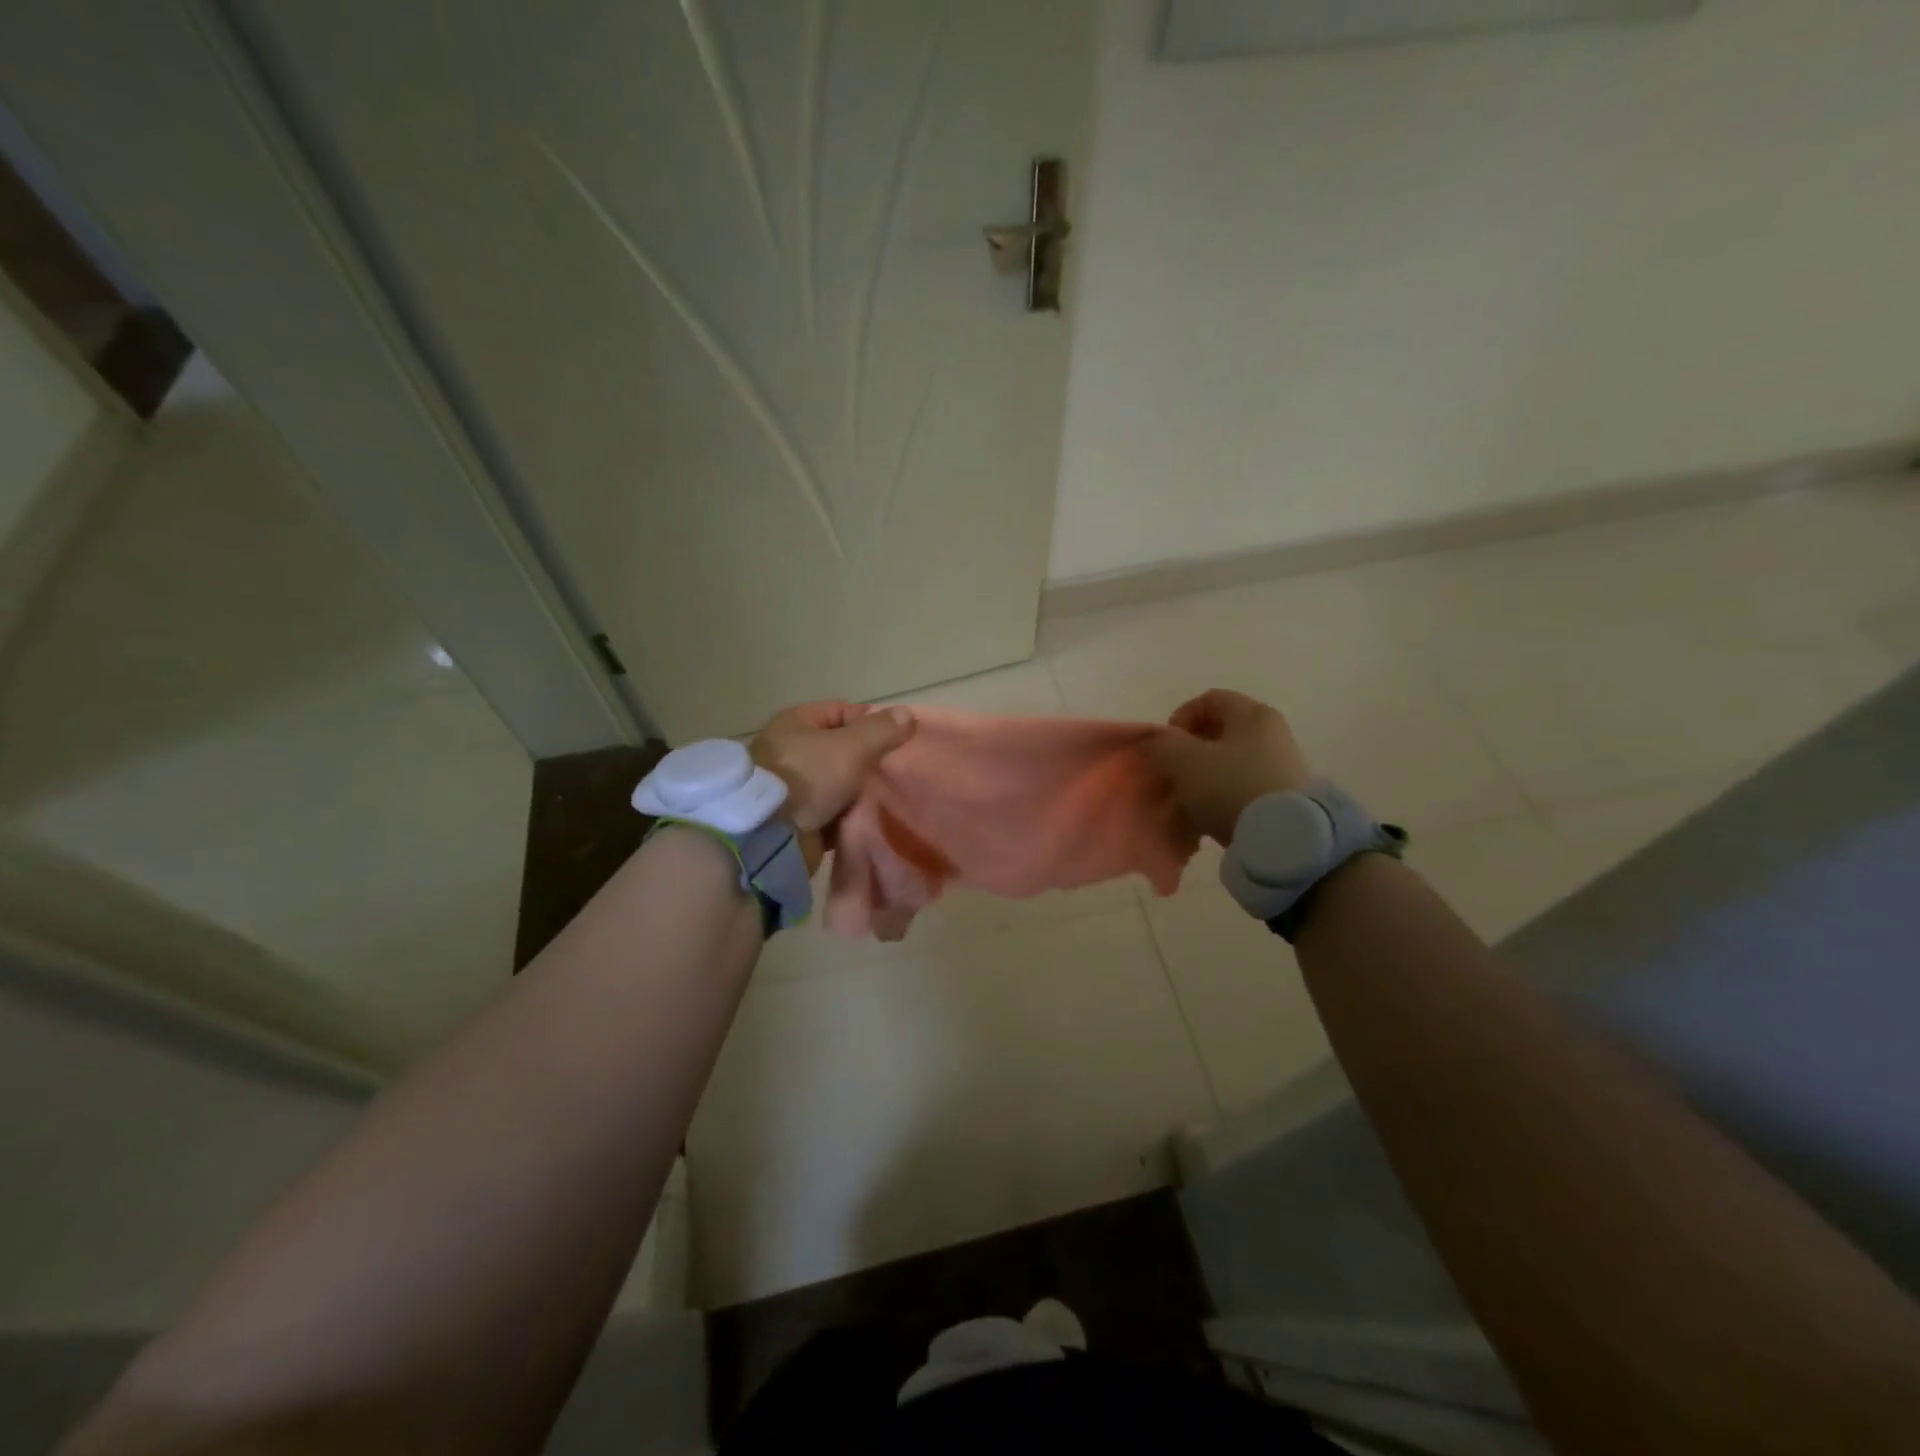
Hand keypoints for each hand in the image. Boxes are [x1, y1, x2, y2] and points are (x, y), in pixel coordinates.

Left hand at [751, 701, 914, 867]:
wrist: (771, 835)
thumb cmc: (809, 777)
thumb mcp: (852, 747)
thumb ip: (882, 730)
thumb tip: (906, 713)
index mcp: (796, 722)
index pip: (841, 711)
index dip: (870, 723)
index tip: (896, 742)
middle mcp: (789, 750)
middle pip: (840, 749)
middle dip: (868, 761)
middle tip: (895, 772)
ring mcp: (790, 786)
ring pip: (837, 783)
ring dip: (859, 792)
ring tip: (888, 797)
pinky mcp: (795, 818)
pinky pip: (830, 811)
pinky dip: (847, 815)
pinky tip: (870, 819)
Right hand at [1150, 689, 1312, 843]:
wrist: (1282, 836)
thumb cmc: (1230, 786)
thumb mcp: (1183, 760)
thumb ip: (1162, 745)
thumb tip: (1155, 743)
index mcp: (1253, 714)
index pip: (1209, 699)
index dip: (1180, 717)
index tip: (1166, 745)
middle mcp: (1273, 733)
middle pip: (1222, 731)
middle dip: (1190, 750)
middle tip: (1173, 772)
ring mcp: (1283, 765)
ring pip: (1231, 762)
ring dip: (1205, 775)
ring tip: (1188, 798)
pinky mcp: (1286, 797)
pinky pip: (1244, 786)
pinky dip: (1223, 795)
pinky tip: (1210, 814)